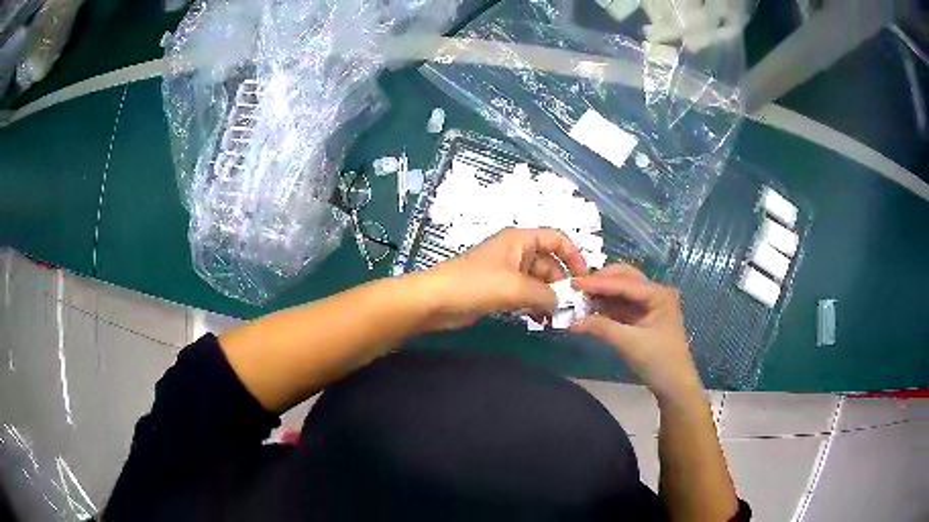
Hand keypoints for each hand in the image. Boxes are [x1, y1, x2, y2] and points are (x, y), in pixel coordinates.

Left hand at [419, 227, 587, 330]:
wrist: (436, 300)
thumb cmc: (475, 284)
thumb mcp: (515, 287)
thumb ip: (544, 294)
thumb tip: (564, 303)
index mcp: (520, 240)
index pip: (556, 238)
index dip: (573, 255)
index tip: (584, 278)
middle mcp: (517, 252)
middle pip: (550, 263)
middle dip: (562, 283)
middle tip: (572, 307)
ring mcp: (507, 272)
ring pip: (538, 282)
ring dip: (549, 298)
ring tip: (559, 318)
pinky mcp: (499, 291)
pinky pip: (525, 295)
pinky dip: (535, 305)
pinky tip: (542, 321)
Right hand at [569, 264, 702, 400]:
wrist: (674, 386)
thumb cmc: (659, 361)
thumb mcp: (629, 343)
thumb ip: (601, 327)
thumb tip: (572, 321)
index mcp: (658, 294)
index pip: (624, 283)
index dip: (597, 283)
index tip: (572, 283)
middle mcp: (654, 294)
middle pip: (624, 279)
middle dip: (600, 282)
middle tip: (576, 288)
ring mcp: (649, 307)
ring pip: (621, 293)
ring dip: (601, 295)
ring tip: (578, 299)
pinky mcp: (642, 320)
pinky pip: (620, 308)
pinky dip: (605, 309)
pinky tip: (589, 312)